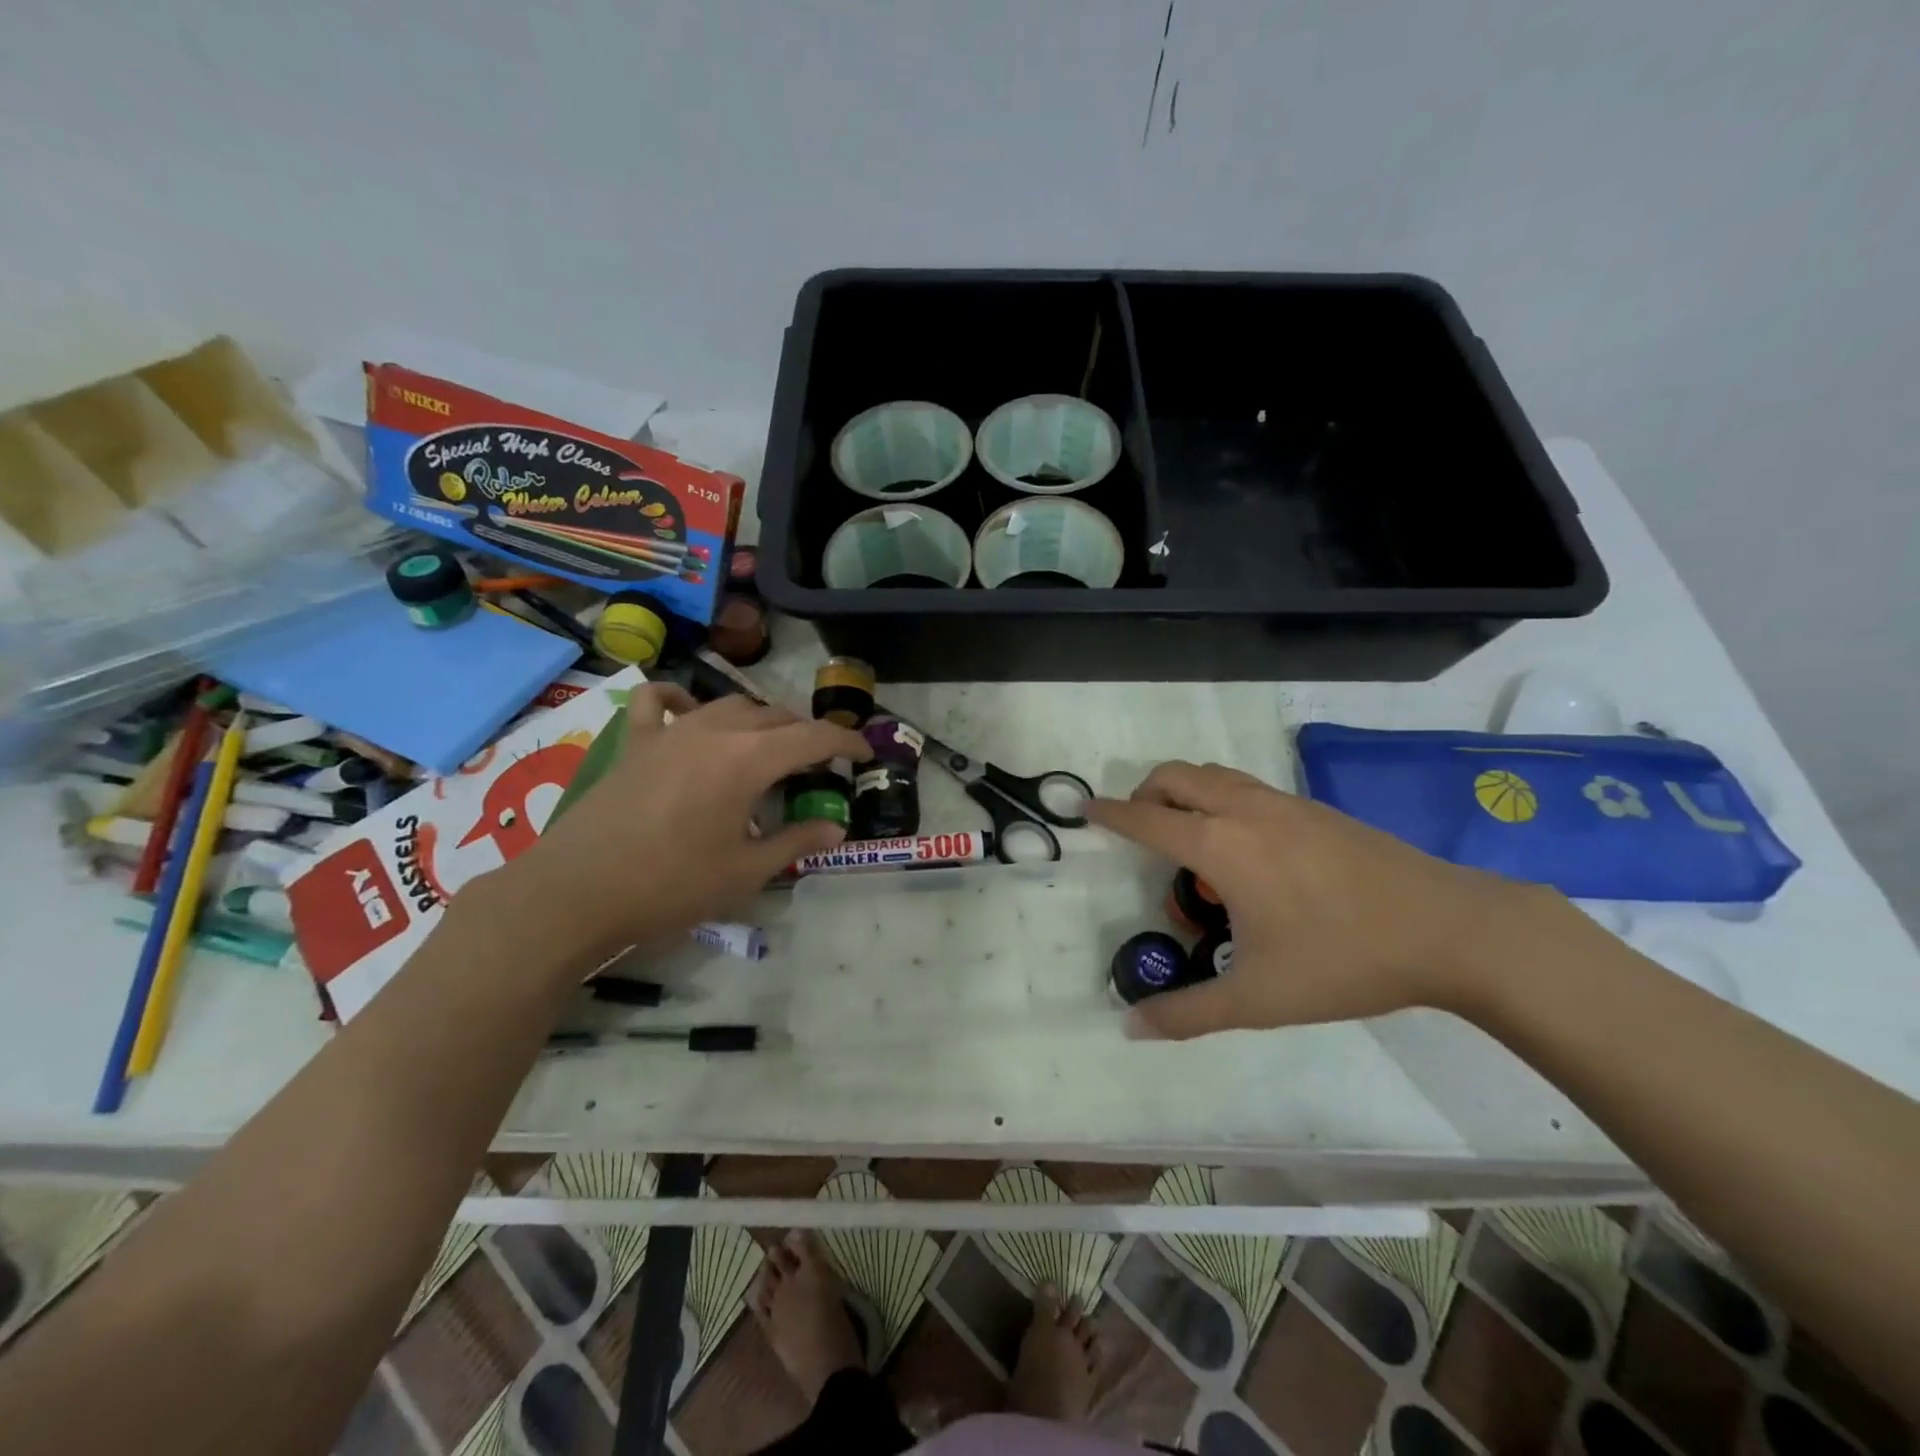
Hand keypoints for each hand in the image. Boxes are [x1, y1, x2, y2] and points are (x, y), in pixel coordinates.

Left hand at [504, 685, 869, 964]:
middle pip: (775, 716)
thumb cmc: (670, 886)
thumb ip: (795, 842)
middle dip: (806, 734)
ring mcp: (671, 731)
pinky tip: (690, 711)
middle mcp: (715, 731)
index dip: (845, 743)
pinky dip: (683, 699)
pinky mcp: (635, 742)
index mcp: (748, 759)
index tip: (864, 753)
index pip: (812, 738)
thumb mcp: (745, 872)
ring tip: (771, 745)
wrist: (575, 893)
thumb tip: (835, 828)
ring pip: (730, 705)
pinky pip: (660, 702)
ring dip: (760, 720)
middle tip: (821, 763)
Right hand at [1086, 761, 1526, 1038]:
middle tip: (1140, 830)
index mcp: (1221, 846)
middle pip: (1175, 776)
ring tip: (1188, 838)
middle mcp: (1244, 810)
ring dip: (1184, 791)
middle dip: (1145, 793)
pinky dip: (1220, 797)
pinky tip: (1244, 848)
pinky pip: (1245, 785)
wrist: (1449, 928)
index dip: (1111, 814)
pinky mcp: (1313, 807)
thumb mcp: (1259, 998)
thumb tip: (1130, 1027)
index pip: (1147, 820)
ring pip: (1213, 774)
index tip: (1085, 810)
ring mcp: (1282, 802)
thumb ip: (1188, 1012)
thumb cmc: (1344, 959)